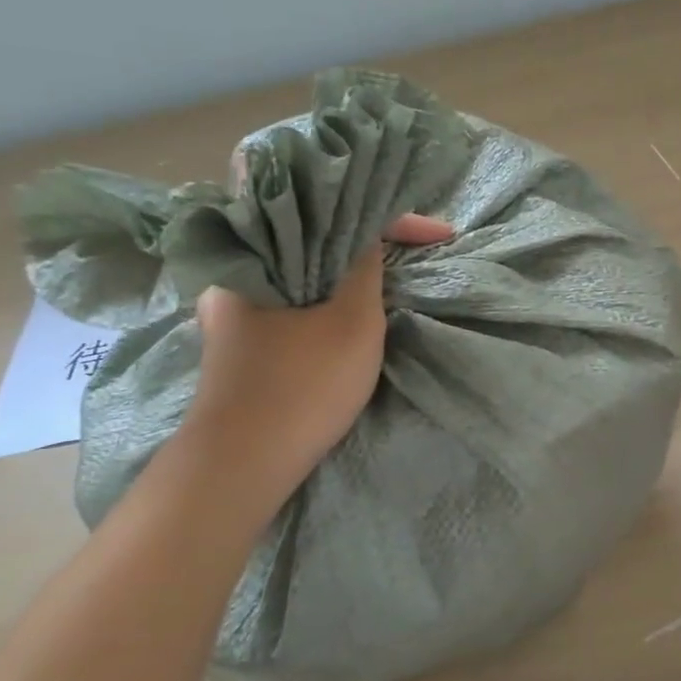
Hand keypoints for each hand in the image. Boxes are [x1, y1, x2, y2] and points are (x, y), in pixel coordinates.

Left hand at [179, 213, 454, 500]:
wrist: (243, 464)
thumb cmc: (303, 385)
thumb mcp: (353, 321)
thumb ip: (366, 269)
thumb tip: (370, 238)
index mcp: (257, 256)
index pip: (334, 216)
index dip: (397, 222)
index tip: (443, 236)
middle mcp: (239, 273)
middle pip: (317, 240)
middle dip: (371, 242)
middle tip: (417, 250)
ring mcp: (237, 309)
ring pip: (308, 271)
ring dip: (350, 272)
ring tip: (393, 275)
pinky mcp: (245, 339)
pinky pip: (297, 298)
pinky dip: (330, 295)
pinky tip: (353, 307)